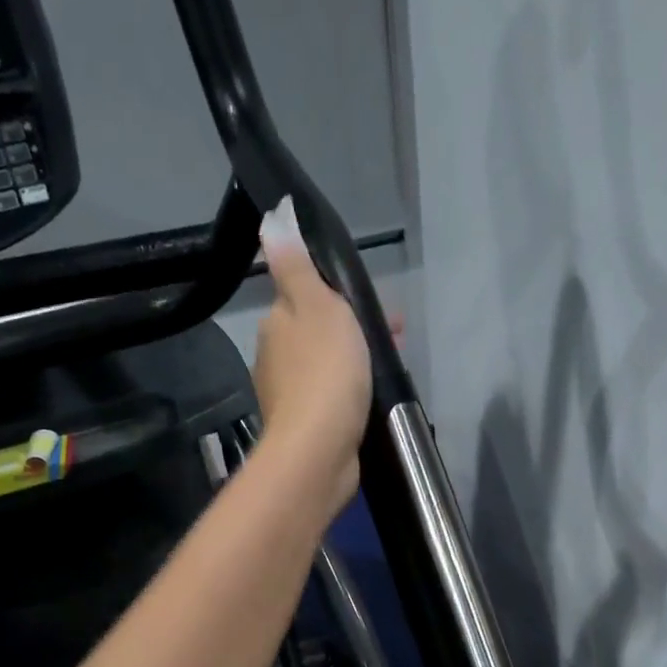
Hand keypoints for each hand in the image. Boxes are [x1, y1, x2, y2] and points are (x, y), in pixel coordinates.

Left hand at [252, 197, 372, 519]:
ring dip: (356, 357)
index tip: (372, 301)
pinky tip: (374, 396)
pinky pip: (332, 395)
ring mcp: (289, 396)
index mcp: (276, 325)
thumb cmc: (325, 370)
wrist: (318, 450)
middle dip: (353, 327)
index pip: (304, 296)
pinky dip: (352, 388)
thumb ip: (295, 264)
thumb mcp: (316, 304)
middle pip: (317, 331)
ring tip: (394, 363)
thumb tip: (271, 216)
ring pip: (327, 363)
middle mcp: (274, 358)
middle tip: (395, 333)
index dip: (337, 294)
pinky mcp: (306, 426)